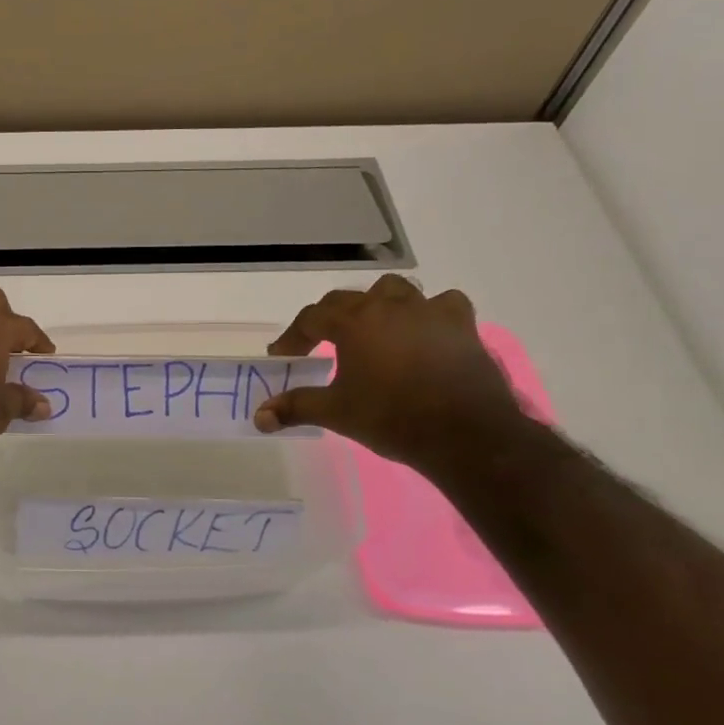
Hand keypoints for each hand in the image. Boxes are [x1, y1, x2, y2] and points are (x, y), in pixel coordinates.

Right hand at [253, 275, 528, 467]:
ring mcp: (428, 312)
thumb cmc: (391, 418)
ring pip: (395, 290)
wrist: (464, 434)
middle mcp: (387, 306)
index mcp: (353, 323)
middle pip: (348, 299)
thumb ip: (295, 407)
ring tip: (375, 328)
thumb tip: (259, 417)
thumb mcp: (336, 413)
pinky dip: (430, 313)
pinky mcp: (462, 326)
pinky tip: (426, 331)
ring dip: (379, 304)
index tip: (283, 356)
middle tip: (322, 344)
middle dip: (330, 318)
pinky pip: (443, 304)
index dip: (293, 337)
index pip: (311, 318)